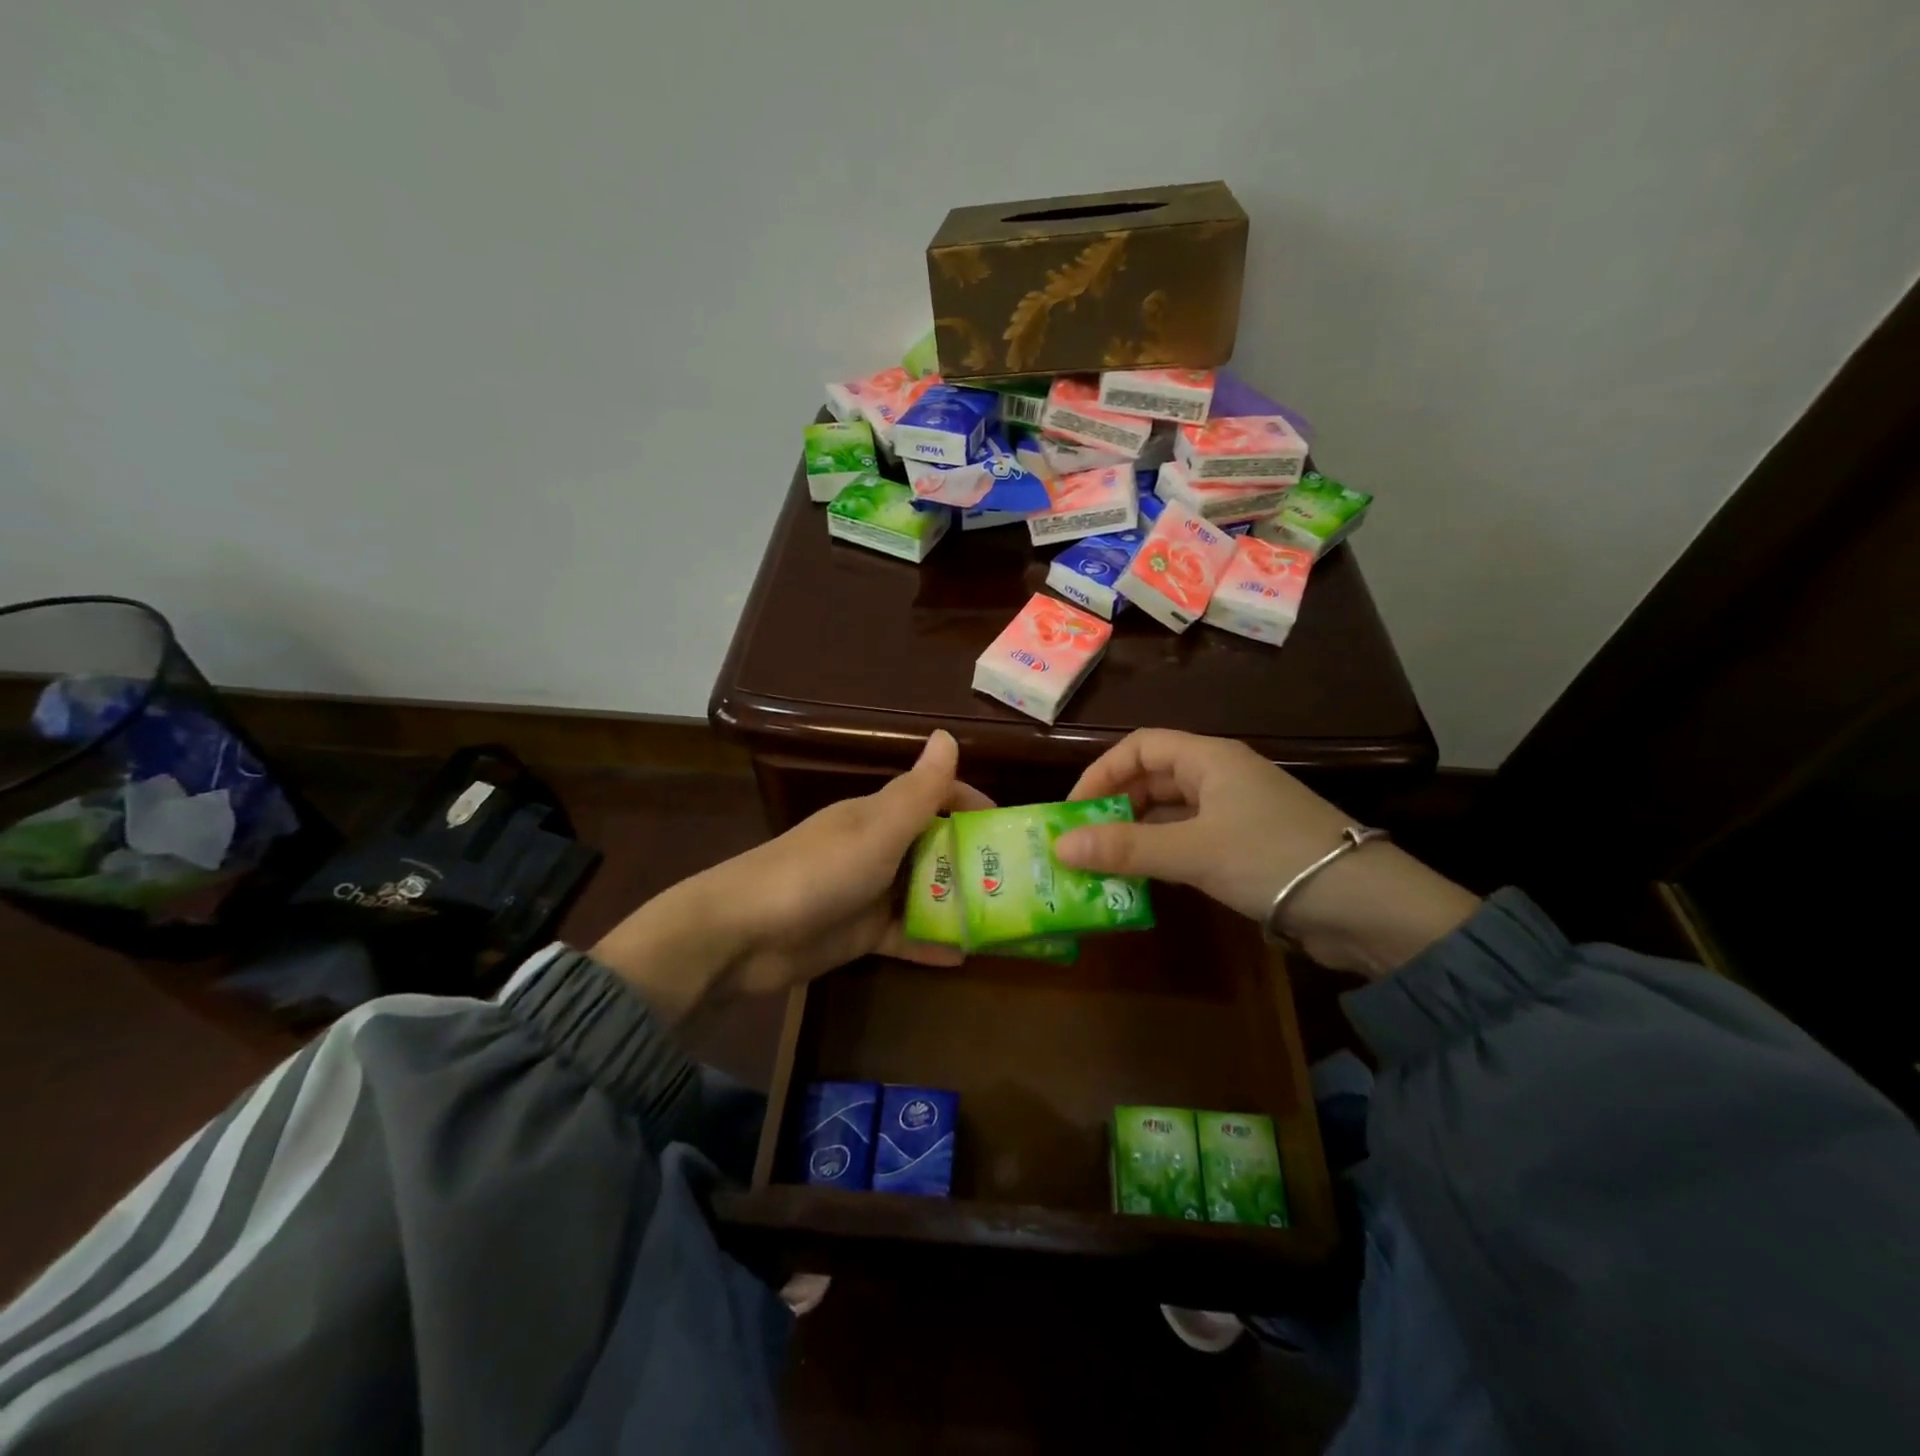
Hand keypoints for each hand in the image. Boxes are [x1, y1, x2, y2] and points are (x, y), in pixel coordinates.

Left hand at [591, 731, 989, 1021]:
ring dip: (958, 903)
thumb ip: (917, 793)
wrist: (741, 935)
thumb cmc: (815, 873)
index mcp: (879, 815)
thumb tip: (948, 734)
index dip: (973, 806)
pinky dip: (931, 943)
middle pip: (935, 846)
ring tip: (1005, 921)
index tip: (1013, 828)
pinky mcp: (859, 934)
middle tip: (1023, 882)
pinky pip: (905, 935)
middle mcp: (878, 848)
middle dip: (975, 859)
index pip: (935, 797)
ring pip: (924, 892)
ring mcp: (868, 893)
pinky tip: (965, 957)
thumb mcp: (875, 832)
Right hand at [1052, 729, 1479, 976]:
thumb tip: (1060, 846)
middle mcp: (1221, 778)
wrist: (1367, 907)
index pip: (1141, 747)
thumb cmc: (1274, 859)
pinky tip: (1142, 880)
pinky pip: (1189, 841)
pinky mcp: (1246, 849)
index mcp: (1210, 759)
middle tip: (1081, 843)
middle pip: (1153, 778)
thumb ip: (1126, 848)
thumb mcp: (1193, 852)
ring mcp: (1235, 814)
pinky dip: (1161, 855)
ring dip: (1135, 835)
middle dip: (1114, 806)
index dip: (1102, 772)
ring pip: (1170, 813)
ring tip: (1101, 865)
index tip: (1074, 811)